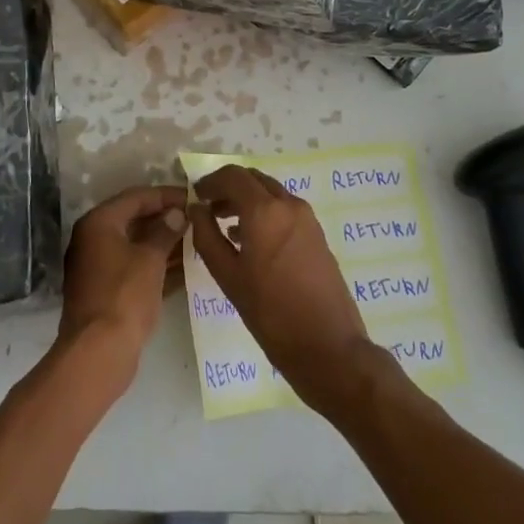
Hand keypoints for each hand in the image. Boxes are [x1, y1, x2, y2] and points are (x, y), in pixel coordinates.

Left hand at [57, 186, 188, 397]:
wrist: (98, 353)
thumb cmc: (124, 296)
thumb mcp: (150, 259)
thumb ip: (165, 231)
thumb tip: (176, 213)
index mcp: (99, 223)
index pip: (136, 197)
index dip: (166, 195)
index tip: (192, 197)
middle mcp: (94, 239)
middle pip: (135, 220)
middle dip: (166, 219)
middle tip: (197, 218)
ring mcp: (99, 266)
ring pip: (136, 246)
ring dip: (164, 243)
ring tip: (197, 241)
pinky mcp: (107, 291)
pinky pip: (135, 268)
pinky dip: (157, 266)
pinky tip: (185, 268)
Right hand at [188, 166, 375, 412]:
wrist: (329, 348)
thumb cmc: (271, 314)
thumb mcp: (228, 277)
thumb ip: (207, 236)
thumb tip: (196, 209)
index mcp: (265, 210)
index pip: (232, 176)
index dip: (210, 182)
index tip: (195, 197)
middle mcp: (288, 204)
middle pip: (253, 179)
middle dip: (228, 188)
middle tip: (208, 208)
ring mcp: (307, 218)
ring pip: (270, 192)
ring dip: (247, 199)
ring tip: (225, 225)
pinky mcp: (316, 234)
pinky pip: (284, 209)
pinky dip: (264, 211)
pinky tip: (250, 240)